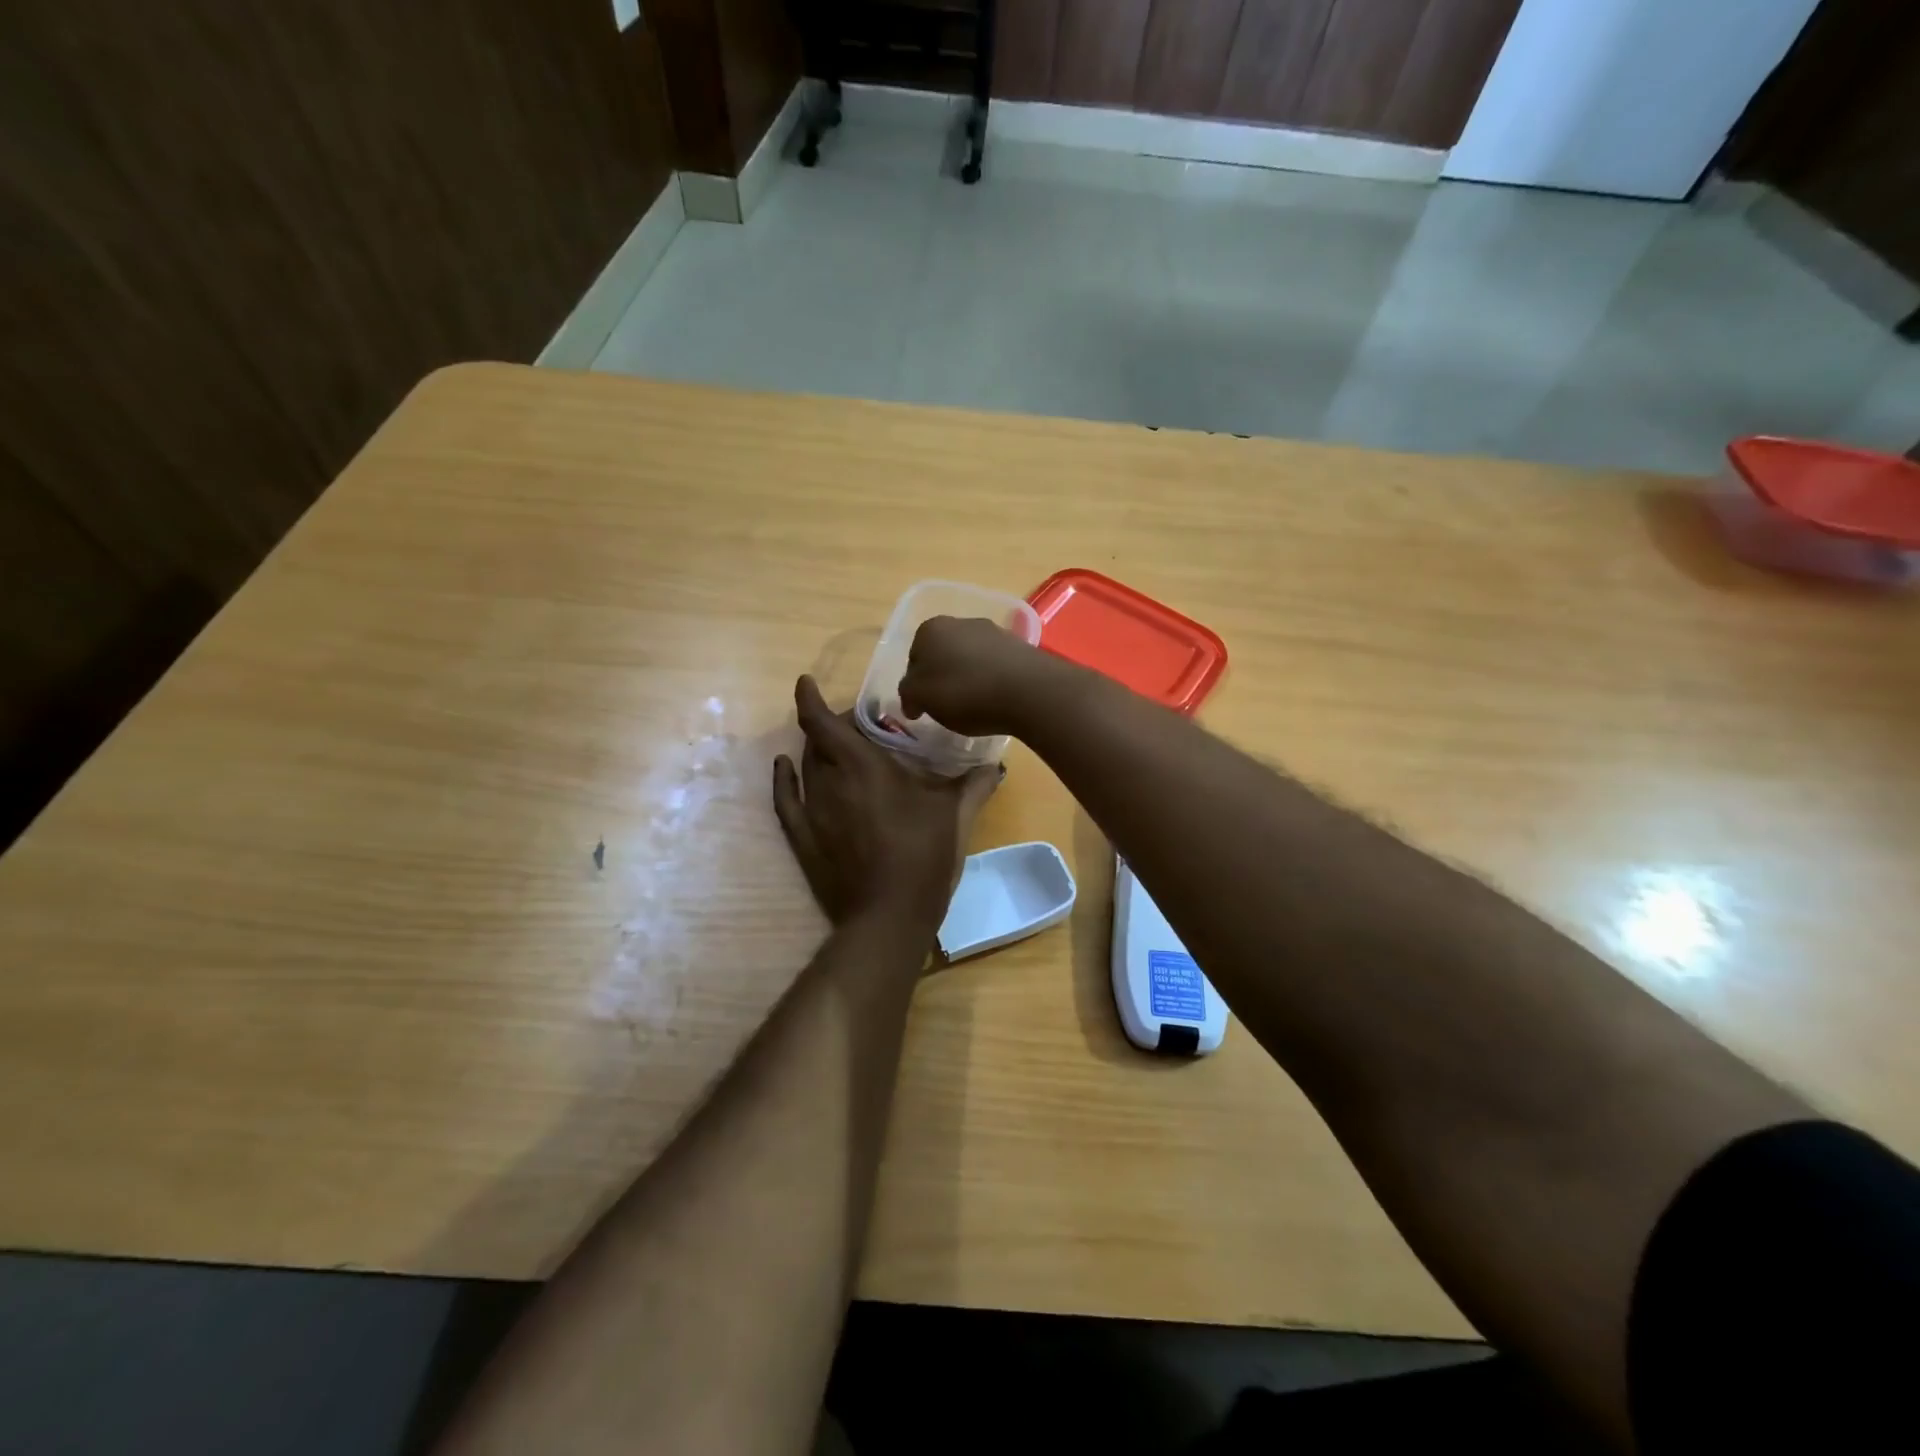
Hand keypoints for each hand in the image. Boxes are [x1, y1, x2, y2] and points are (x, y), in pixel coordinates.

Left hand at [773, 675, 999, 934]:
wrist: (889, 917)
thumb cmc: (924, 858)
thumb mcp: (956, 818)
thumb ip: (975, 786)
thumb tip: (995, 764)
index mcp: (864, 767)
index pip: (825, 722)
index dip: (810, 698)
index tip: (805, 682)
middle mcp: (831, 782)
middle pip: (818, 742)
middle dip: (830, 727)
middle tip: (854, 727)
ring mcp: (813, 812)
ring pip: (805, 767)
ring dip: (815, 751)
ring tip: (833, 748)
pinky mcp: (804, 840)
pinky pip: (785, 800)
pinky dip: (783, 779)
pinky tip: (783, 767)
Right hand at [897, 616, 1056, 737]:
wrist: (1028, 690)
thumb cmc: (965, 692)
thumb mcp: (922, 697)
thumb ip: (908, 694)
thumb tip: (912, 699)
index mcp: (931, 629)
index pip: (913, 658)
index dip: (916, 684)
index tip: (923, 707)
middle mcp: (961, 622)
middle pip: (942, 655)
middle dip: (942, 677)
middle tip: (947, 707)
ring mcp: (994, 631)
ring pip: (970, 658)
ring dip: (968, 678)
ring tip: (975, 706)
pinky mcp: (1020, 646)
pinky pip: (996, 665)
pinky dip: (992, 680)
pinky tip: (997, 700)